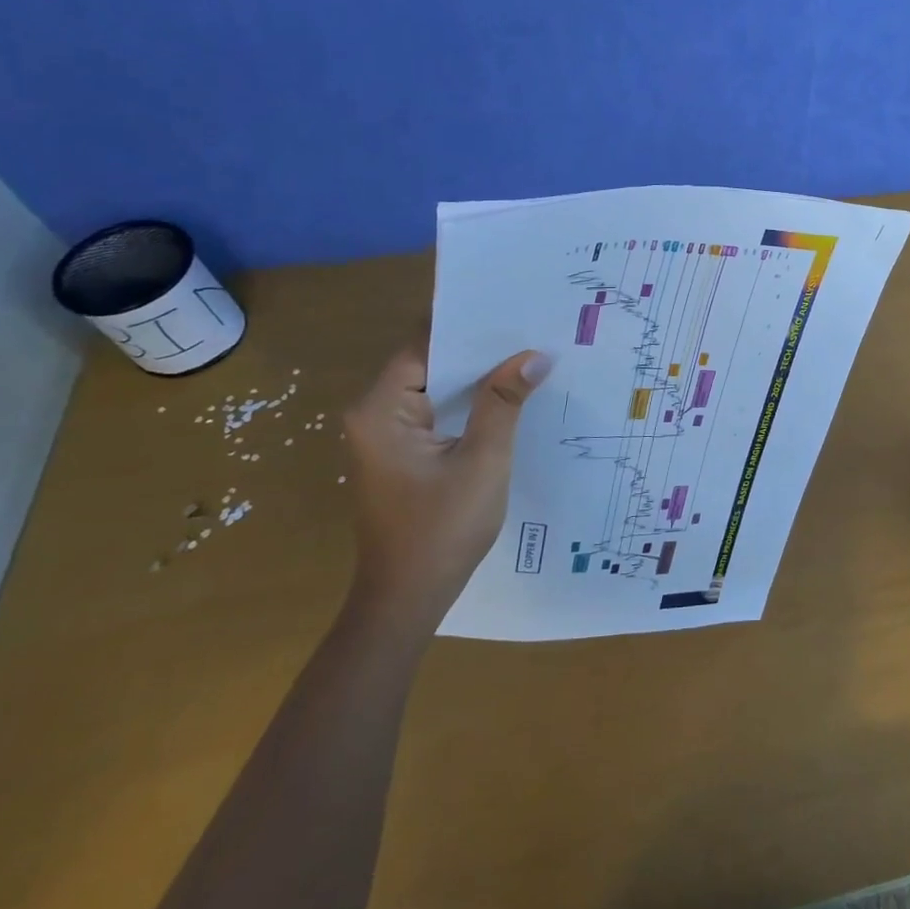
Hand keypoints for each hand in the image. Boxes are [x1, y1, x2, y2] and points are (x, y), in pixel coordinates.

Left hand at [343, 340, 550, 627]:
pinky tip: (508, 396)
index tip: (513, 311)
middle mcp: (375, 415)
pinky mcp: (402, 453)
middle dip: (479, 350)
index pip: (424, 346)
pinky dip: (469, 402)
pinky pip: (437, 411)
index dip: (469, 328)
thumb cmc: (442, 528)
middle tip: (531, 330)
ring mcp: (387, 435)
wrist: (408, 597)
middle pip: (429, 363)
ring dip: (477, 377)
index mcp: (381, 410)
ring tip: (528, 356)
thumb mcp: (483, 460)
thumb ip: (504, 402)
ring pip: (436, 388)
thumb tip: (534, 355)